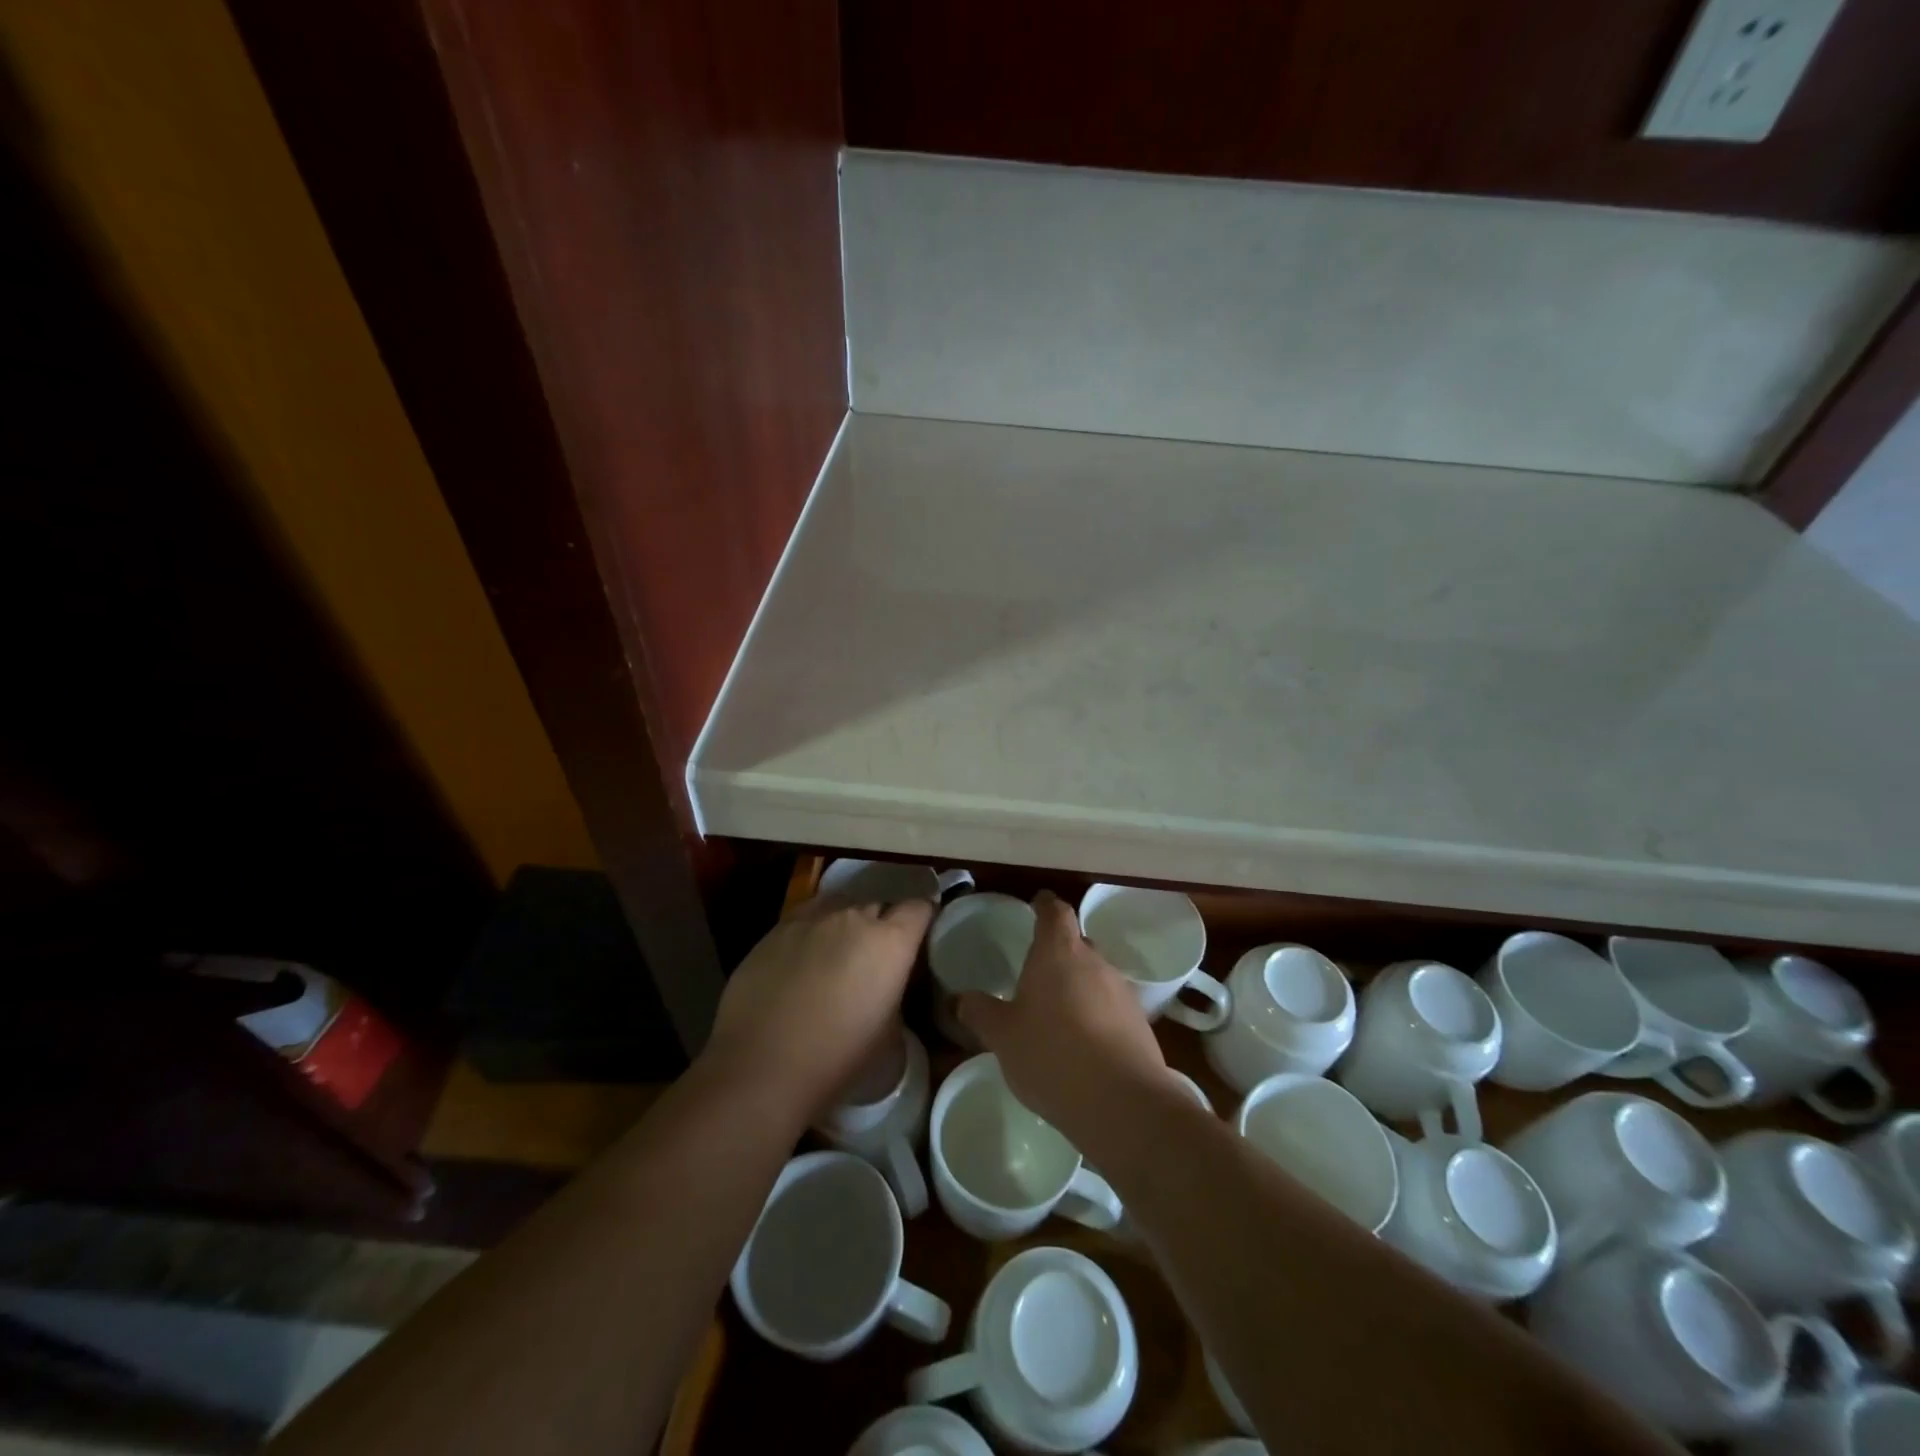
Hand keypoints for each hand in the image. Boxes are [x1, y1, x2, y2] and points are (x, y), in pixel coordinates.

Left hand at [699, 893, 933, 1117]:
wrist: (761, 1068)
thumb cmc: (837, 1059)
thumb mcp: (890, 1034)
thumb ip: (896, 994)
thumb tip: (889, 985)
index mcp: (890, 941)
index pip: (919, 908)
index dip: (923, 920)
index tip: (919, 939)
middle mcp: (854, 917)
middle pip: (879, 904)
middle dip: (882, 924)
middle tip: (875, 956)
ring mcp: (811, 918)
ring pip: (840, 906)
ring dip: (846, 924)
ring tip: (838, 954)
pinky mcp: (775, 929)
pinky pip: (806, 918)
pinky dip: (812, 932)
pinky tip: (802, 959)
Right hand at [956, 891, 1166, 1140]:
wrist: (1122, 1103)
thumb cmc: (1052, 1055)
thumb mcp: (1002, 1036)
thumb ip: (980, 1013)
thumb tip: (961, 999)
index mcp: (1058, 952)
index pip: (1055, 911)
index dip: (1045, 905)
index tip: (1036, 904)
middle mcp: (1094, 962)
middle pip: (1077, 943)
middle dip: (1058, 953)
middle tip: (1036, 973)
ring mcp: (1122, 992)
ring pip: (1095, 977)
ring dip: (1078, 987)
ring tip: (1057, 1016)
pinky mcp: (1140, 1024)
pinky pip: (1111, 1008)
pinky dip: (1095, 1016)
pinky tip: (1082, 1046)